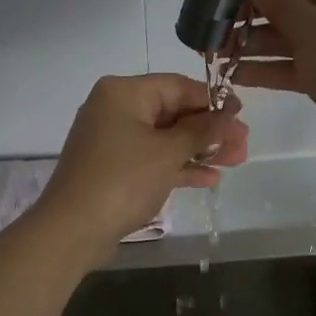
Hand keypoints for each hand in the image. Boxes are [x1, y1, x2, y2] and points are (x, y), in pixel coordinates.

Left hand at [34, 74, 249, 266]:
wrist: (72, 229)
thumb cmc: (123, 180)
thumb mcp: (168, 152)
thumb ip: (203, 131)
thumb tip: (229, 114)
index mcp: (124, 93)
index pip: (178, 86)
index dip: (213, 100)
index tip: (243, 115)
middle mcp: (115, 108)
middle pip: (173, 112)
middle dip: (210, 130)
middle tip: (243, 145)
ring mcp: (113, 139)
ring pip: (165, 137)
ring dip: (199, 149)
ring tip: (235, 162)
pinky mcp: (113, 167)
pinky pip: (152, 158)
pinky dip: (178, 165)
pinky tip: (208, 178)